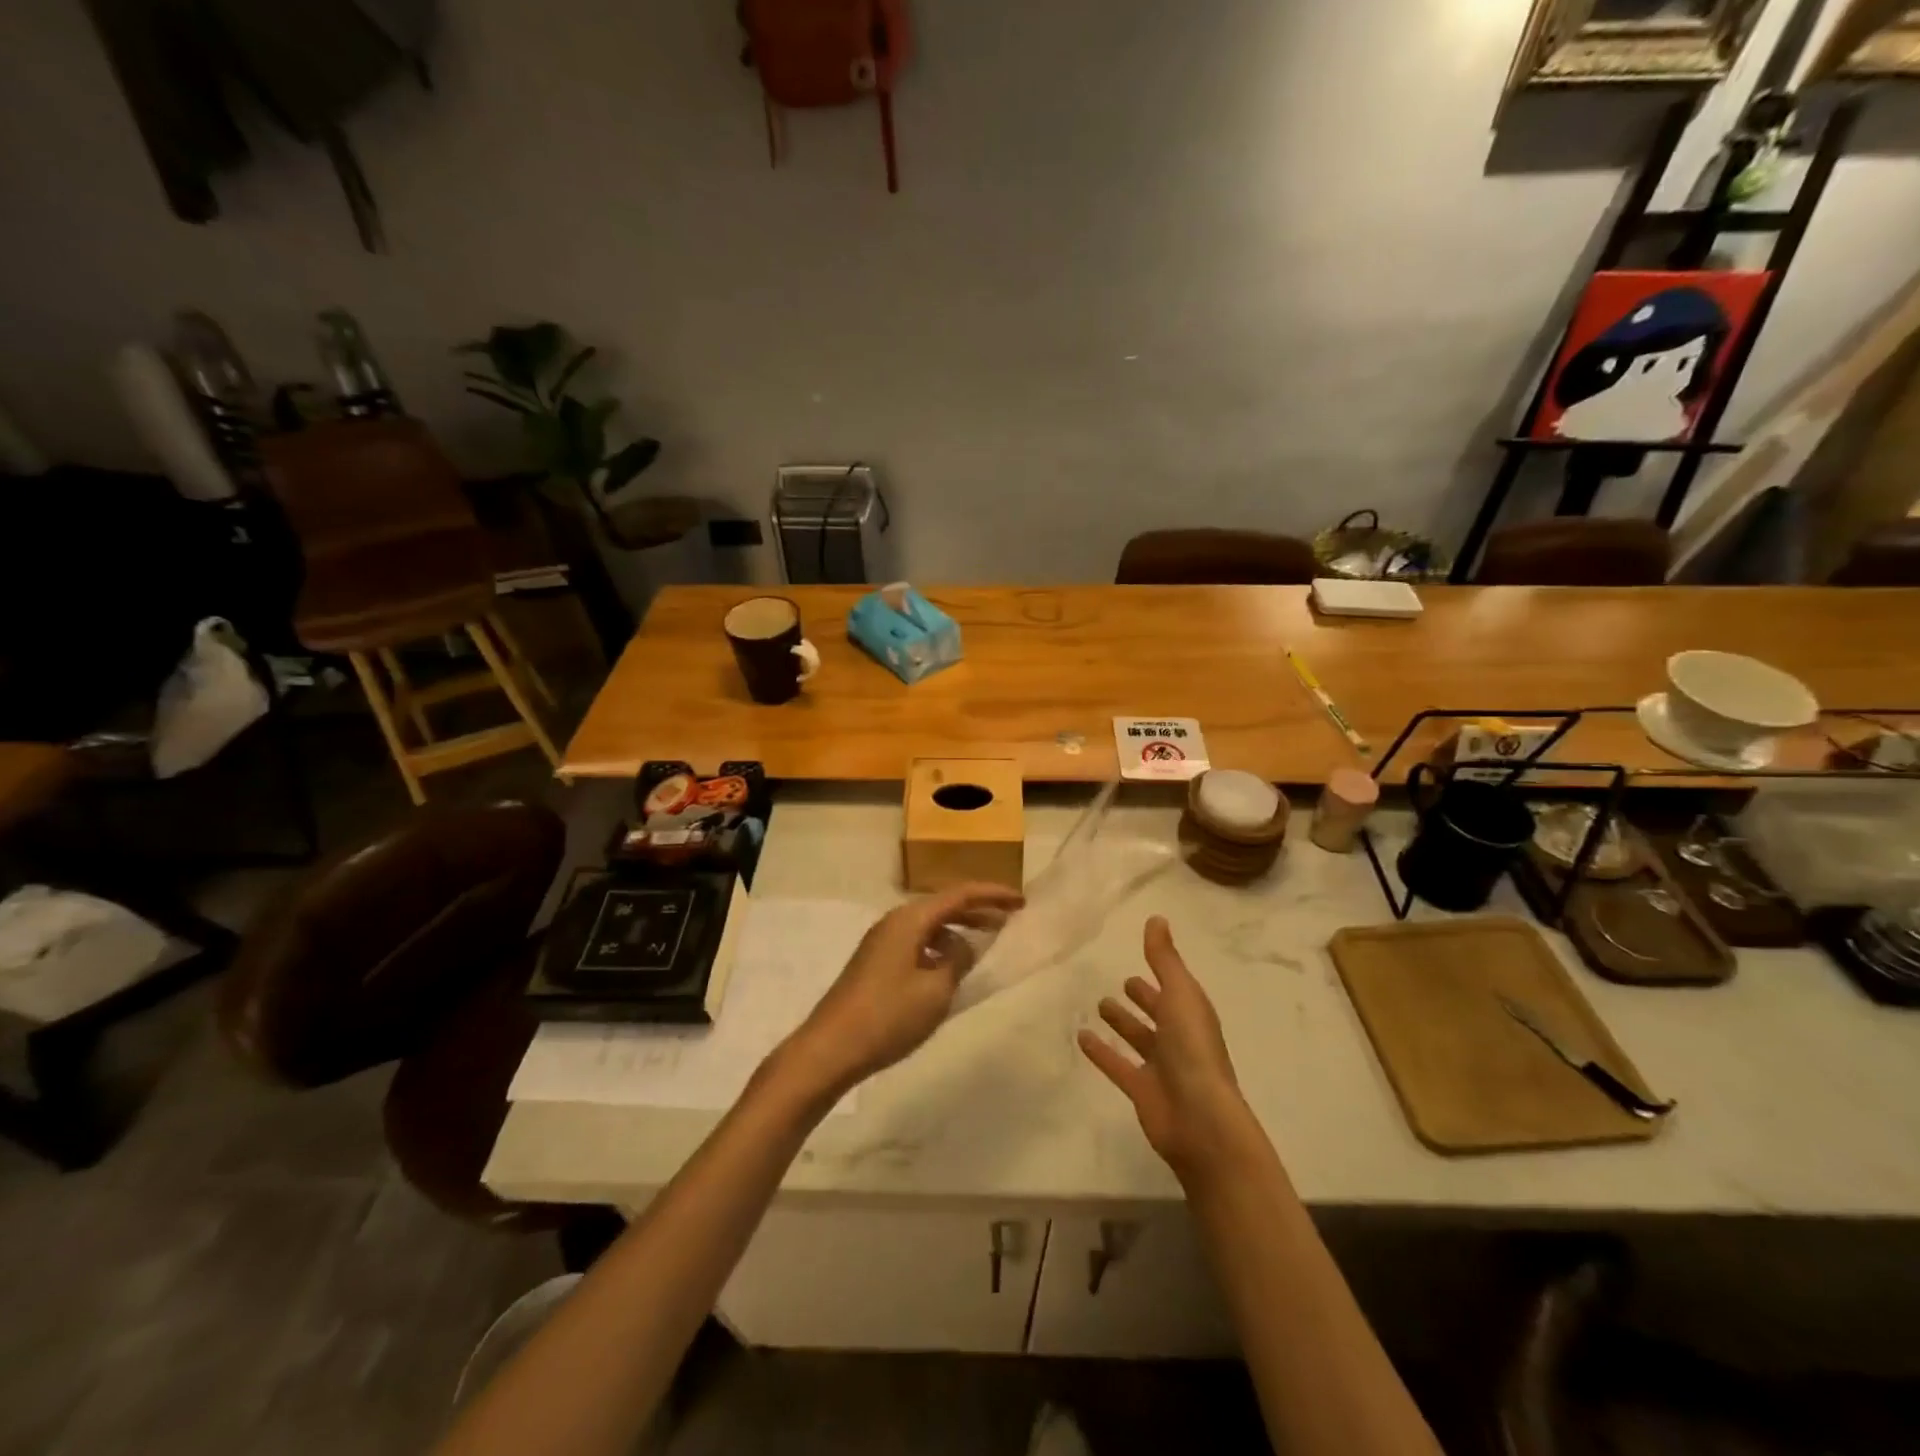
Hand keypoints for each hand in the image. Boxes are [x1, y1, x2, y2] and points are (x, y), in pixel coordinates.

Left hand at [777, 882, 1024, 1099]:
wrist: (829, 1048)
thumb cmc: (887, 1017)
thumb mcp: (935, 991)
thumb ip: (957, 962)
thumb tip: (965, 948)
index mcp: (909, 919)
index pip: (959, 895)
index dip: (992, 895)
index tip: (1021, 901)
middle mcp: (894, 922)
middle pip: (943, 906)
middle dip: (977, 911)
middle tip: (1009, 921)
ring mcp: (881, 942)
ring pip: (929, 926)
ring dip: (958, 932)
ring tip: (984, 947)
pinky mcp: (875, 963)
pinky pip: (917, 943)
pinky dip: (939, 949)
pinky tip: (950, 970)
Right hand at [1078, 916, 1248, 1177]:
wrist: (1201, 1121)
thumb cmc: (1194, 1051)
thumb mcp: (1180, 995)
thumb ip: (1165, 958)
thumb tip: (1156, 917)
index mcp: (1192, 1015)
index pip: (1176, 988)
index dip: (1161, 973)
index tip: (1142, 956)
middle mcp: (1179, 1039)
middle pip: (1160, 1014)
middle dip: (1144, 998)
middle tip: (1123, 983)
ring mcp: (1161, 1067)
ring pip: (1139, 1039)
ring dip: (1123, 1023)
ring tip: (1099, 1004)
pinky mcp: (1141, 1090)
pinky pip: (1117, 1065)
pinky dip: (1101, 1052)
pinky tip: (1081, 1037)